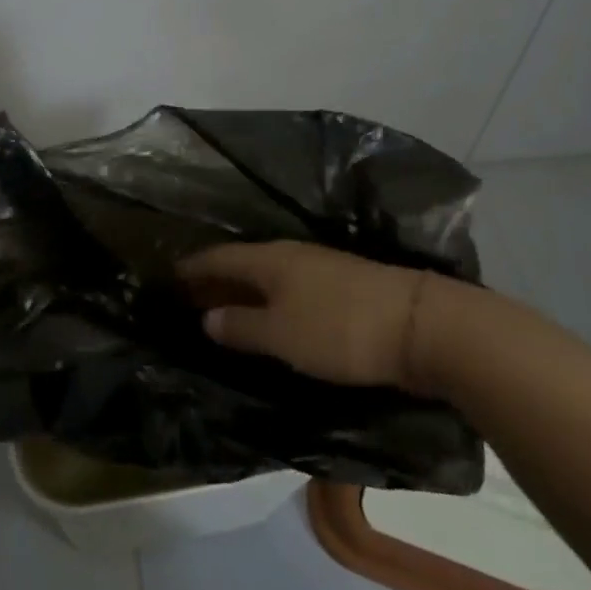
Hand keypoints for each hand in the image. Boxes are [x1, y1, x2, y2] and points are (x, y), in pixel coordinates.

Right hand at [179, 240, 454, 390]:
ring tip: (223, 308)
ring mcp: (321, 267)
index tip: (168, 276)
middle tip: (189, 297)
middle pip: (243, 263)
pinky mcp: (344, 287)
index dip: (192, 267)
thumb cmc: (339, 329)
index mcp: (269, 259)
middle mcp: (291, 254)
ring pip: (268, 275)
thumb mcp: (280, 334)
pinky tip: (271, 315)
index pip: (218, 256)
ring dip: (244, 290)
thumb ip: (240, 325)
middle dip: (215, 279)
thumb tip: (206, 316)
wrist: (422, 326)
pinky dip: (270, 299)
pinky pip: (291, 288)